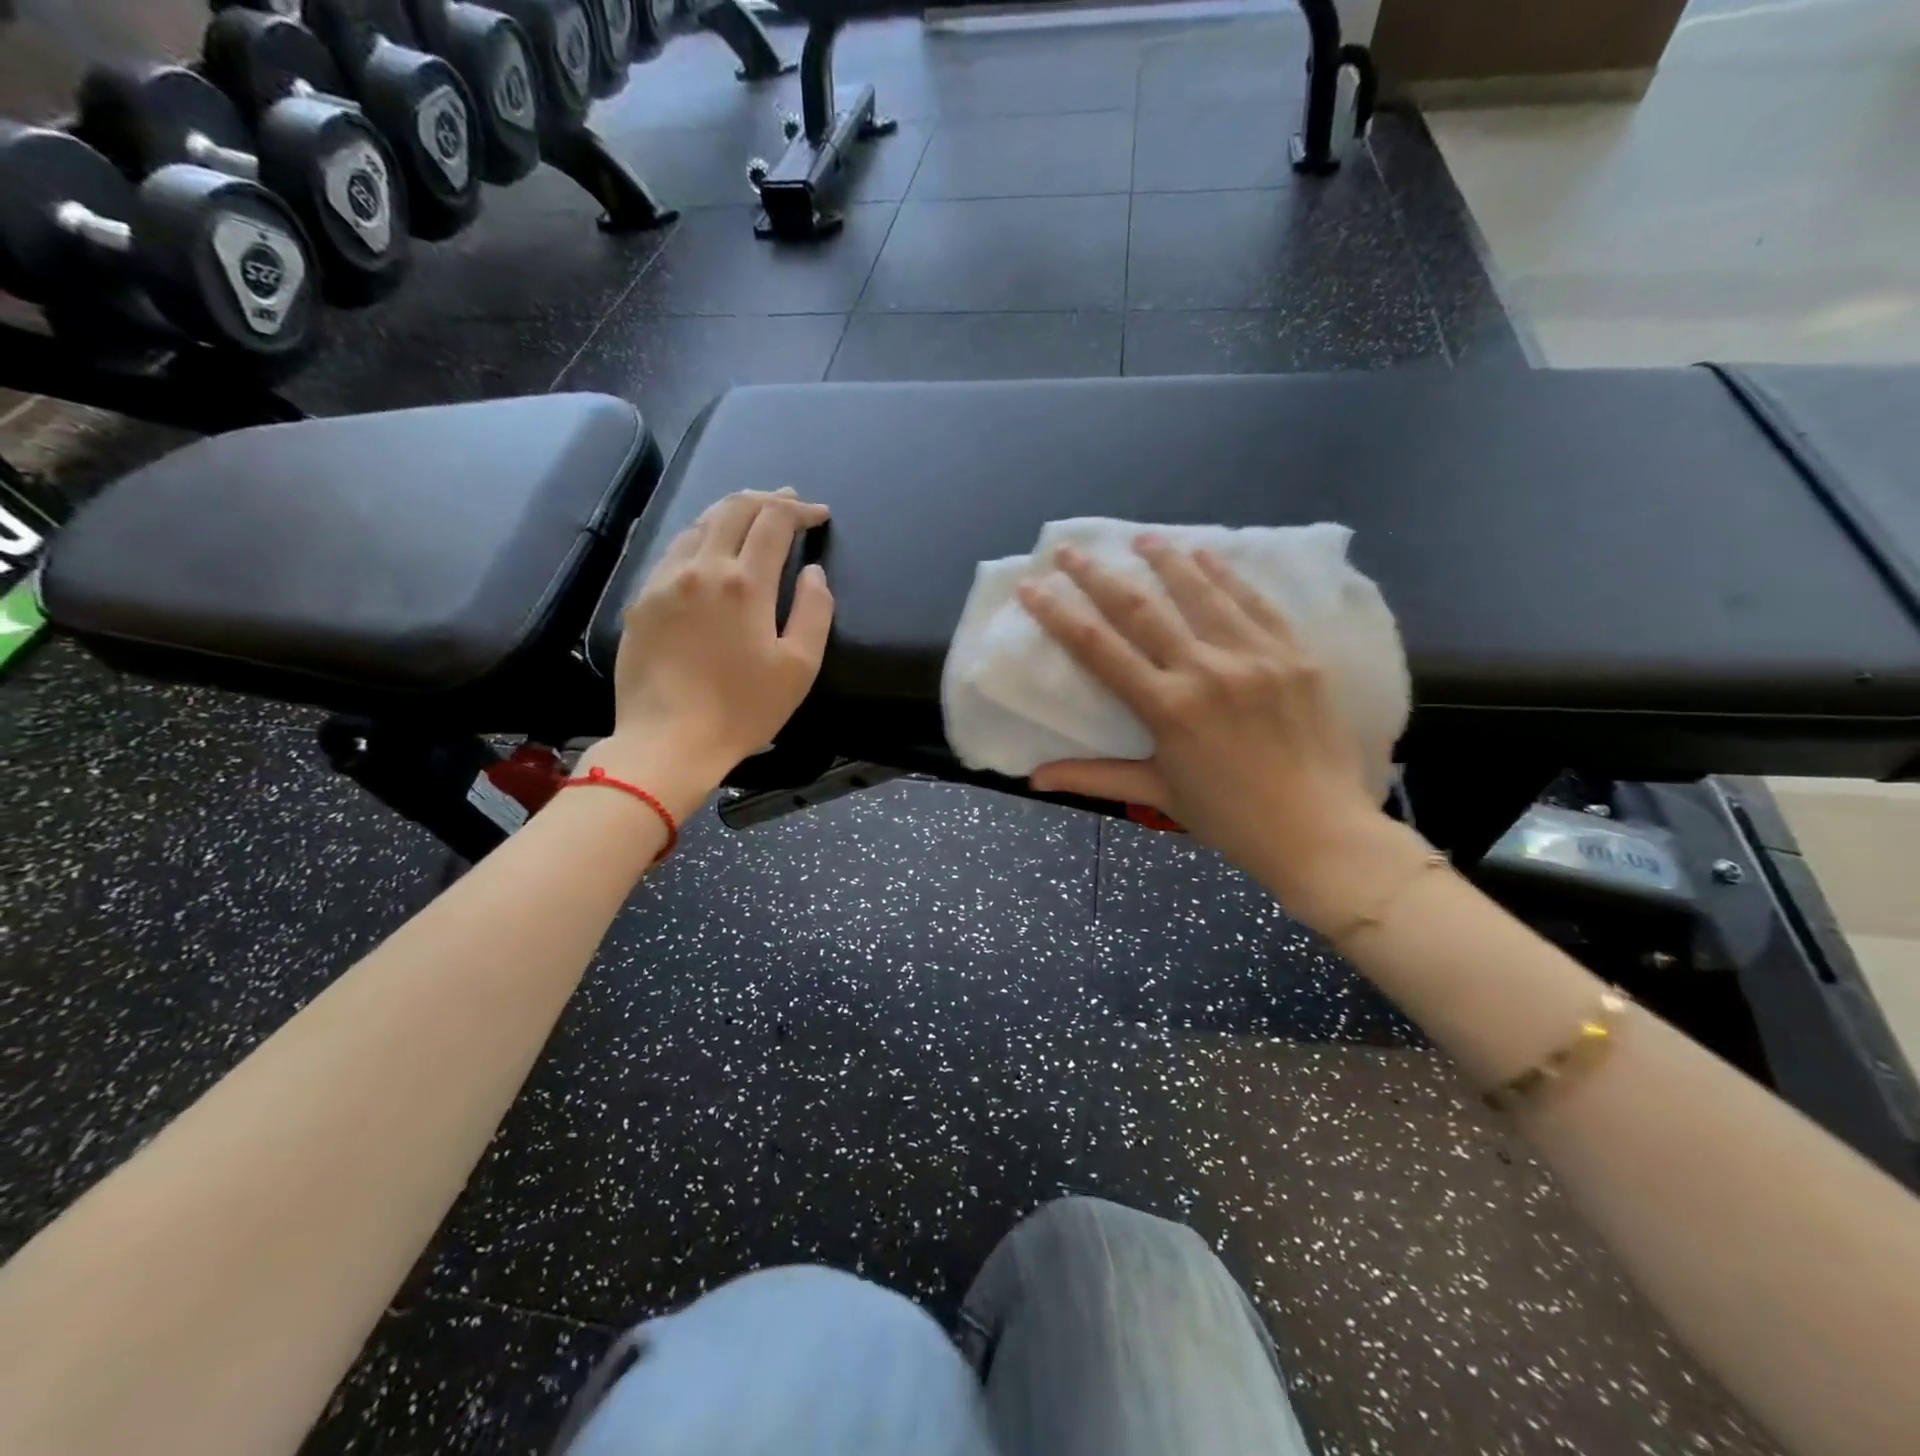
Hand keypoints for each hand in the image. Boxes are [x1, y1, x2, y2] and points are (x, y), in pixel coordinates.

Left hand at [587, 489, 832, 810]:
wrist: (668, 741)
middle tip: (789, 503)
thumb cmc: (743, 709)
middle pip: (734, 508)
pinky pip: (674, 550)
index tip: (819, 514)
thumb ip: (814, 611)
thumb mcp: (799, 666)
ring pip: (700, 524)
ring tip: (752, 515)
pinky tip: (708, 547)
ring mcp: (665, 581)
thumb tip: (813, 572)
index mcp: (744, 583)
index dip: (800, 510)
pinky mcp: (641, 599)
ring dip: (731, 511)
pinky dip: (701, 536)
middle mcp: (702, 568)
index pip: (774, 521)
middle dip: (767, 498)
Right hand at [1018, 536, 1416, 929]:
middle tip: (1071, 549)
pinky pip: (1255, 602)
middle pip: (1140, 609)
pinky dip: (1227, 575)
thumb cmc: (1229, 818)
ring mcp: (1256, 656)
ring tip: (1141, 537)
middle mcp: (1206, 670)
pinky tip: (1207, 553)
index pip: (1098, 648)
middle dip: (1098, 574)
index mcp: (1167, 708)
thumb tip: (1034, 779)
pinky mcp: (1296, 654)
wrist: (1320, 831)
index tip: (1032, 586)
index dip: (1058, 614)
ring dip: (1165, 559)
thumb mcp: (1157, 794)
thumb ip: (1093, 777)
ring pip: (1200, 592)